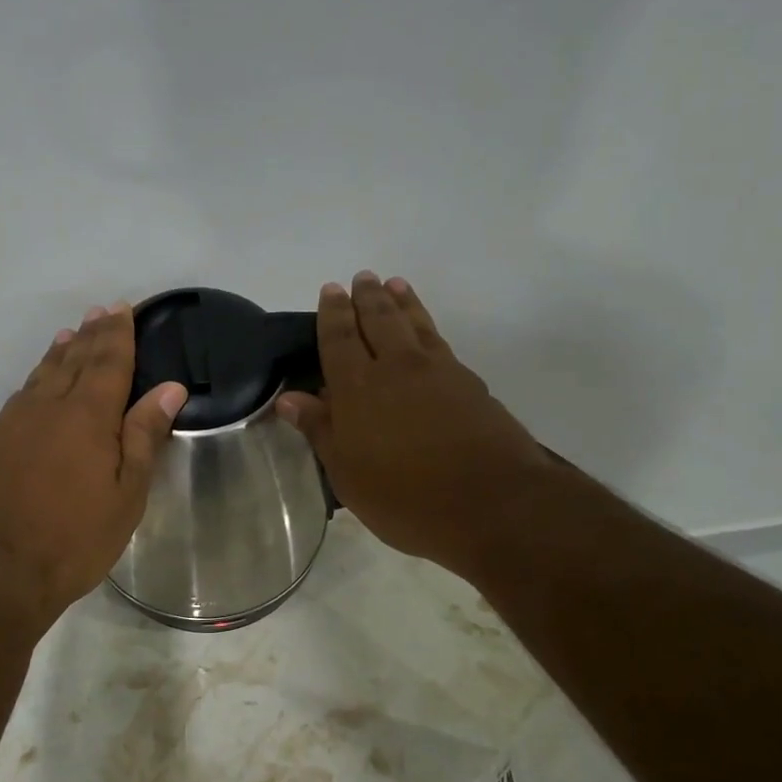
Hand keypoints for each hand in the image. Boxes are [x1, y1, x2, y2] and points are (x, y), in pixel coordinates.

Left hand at [0, 303, 186, 622]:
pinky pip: (16, 403)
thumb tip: (169, 388)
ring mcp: (7, 426)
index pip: (107, 362)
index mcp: (86, 417)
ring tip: (68, 336)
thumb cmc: (72, 540)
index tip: (122, 308)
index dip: (117, 334)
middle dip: (90, 335)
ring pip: (39, 378)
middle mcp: (44, 409)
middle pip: (72, 361)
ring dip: (58, 354)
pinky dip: (32, 385)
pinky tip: (34, 391)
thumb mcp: (125, 495)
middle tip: (99, 311)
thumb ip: (144, 436)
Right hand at [276, 272, 550, 583]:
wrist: (493, 503)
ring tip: (394, 284)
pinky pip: (439, 340)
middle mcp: (396, 367)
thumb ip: (320, 430)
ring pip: (414, 323)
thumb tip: (288, 398)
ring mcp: (438, 371)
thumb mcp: (348, 474)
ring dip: (402, 301)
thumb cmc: (406, 497)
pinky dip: (427, 324)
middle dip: (367, 297)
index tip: (331, 290)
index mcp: (358, 388)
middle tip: (362, 278)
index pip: (339, 339)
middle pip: (379, 320)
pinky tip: (426, 329)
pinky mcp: (469, 383)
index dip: (333, 314)